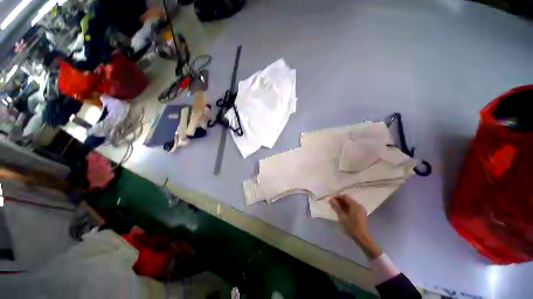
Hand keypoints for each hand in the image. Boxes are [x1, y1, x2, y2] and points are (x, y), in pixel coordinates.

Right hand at [329, 195, 381, 258]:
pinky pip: (353, 207)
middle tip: (332, 204)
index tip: (331, 200)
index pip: (345, 196)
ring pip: (350, 204)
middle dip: (340, 201)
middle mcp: (359, 205)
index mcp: (355, 204)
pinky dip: (347, 208)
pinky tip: (342, 212)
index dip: (337, 197)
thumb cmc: (351, 226)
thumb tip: (330, 199)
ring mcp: (361, 210)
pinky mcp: (361, 214)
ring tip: (336, 208)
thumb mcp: (342, 216)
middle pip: (348, 199)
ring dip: (343, 204)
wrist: (362, 238)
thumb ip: (336, 207)